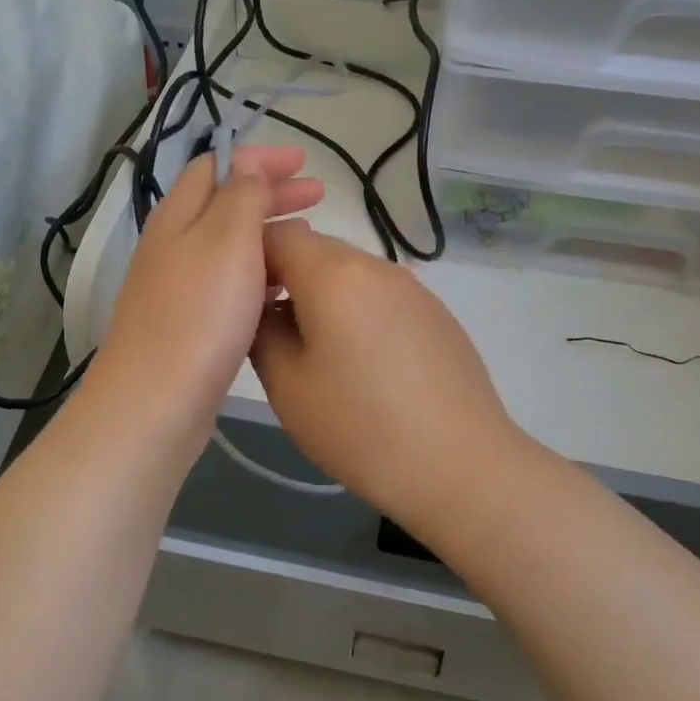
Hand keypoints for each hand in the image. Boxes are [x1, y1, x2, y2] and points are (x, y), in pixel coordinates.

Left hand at [89, 145, 322, 448]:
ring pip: (228, 246)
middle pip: (224, 205)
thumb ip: (241, 195)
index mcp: (179, 215)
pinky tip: (282, 292)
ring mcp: (177, 287)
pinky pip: (228, 284)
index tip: (304, 163)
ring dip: (267, 234)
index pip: (217, 166)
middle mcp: (173, 245)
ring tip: (307, 240)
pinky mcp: (188, 324)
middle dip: (271, 194)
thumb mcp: (227, 238)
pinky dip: (258, 275)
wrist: (156, 400)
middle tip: (317, 195)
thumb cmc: (199, 313)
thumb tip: (246, 165)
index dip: (260, 158)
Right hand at [250, 221, 531, 531]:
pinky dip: (359, 311)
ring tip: (316, 351)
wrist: (461, 466)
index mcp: (334, 274)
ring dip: (323, 295)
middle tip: (270, 328)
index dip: (249, 258)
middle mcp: (377, 266)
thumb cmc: (361, 427)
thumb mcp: (288, 386)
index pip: (278, 234)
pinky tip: (363, 363)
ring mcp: (414, 288)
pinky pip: (382, 295)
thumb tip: (263, 310)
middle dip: (286, 276)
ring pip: (351, 272)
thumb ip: (262, 333)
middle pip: (316, 249)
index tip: (239, 300)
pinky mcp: (438, 314)